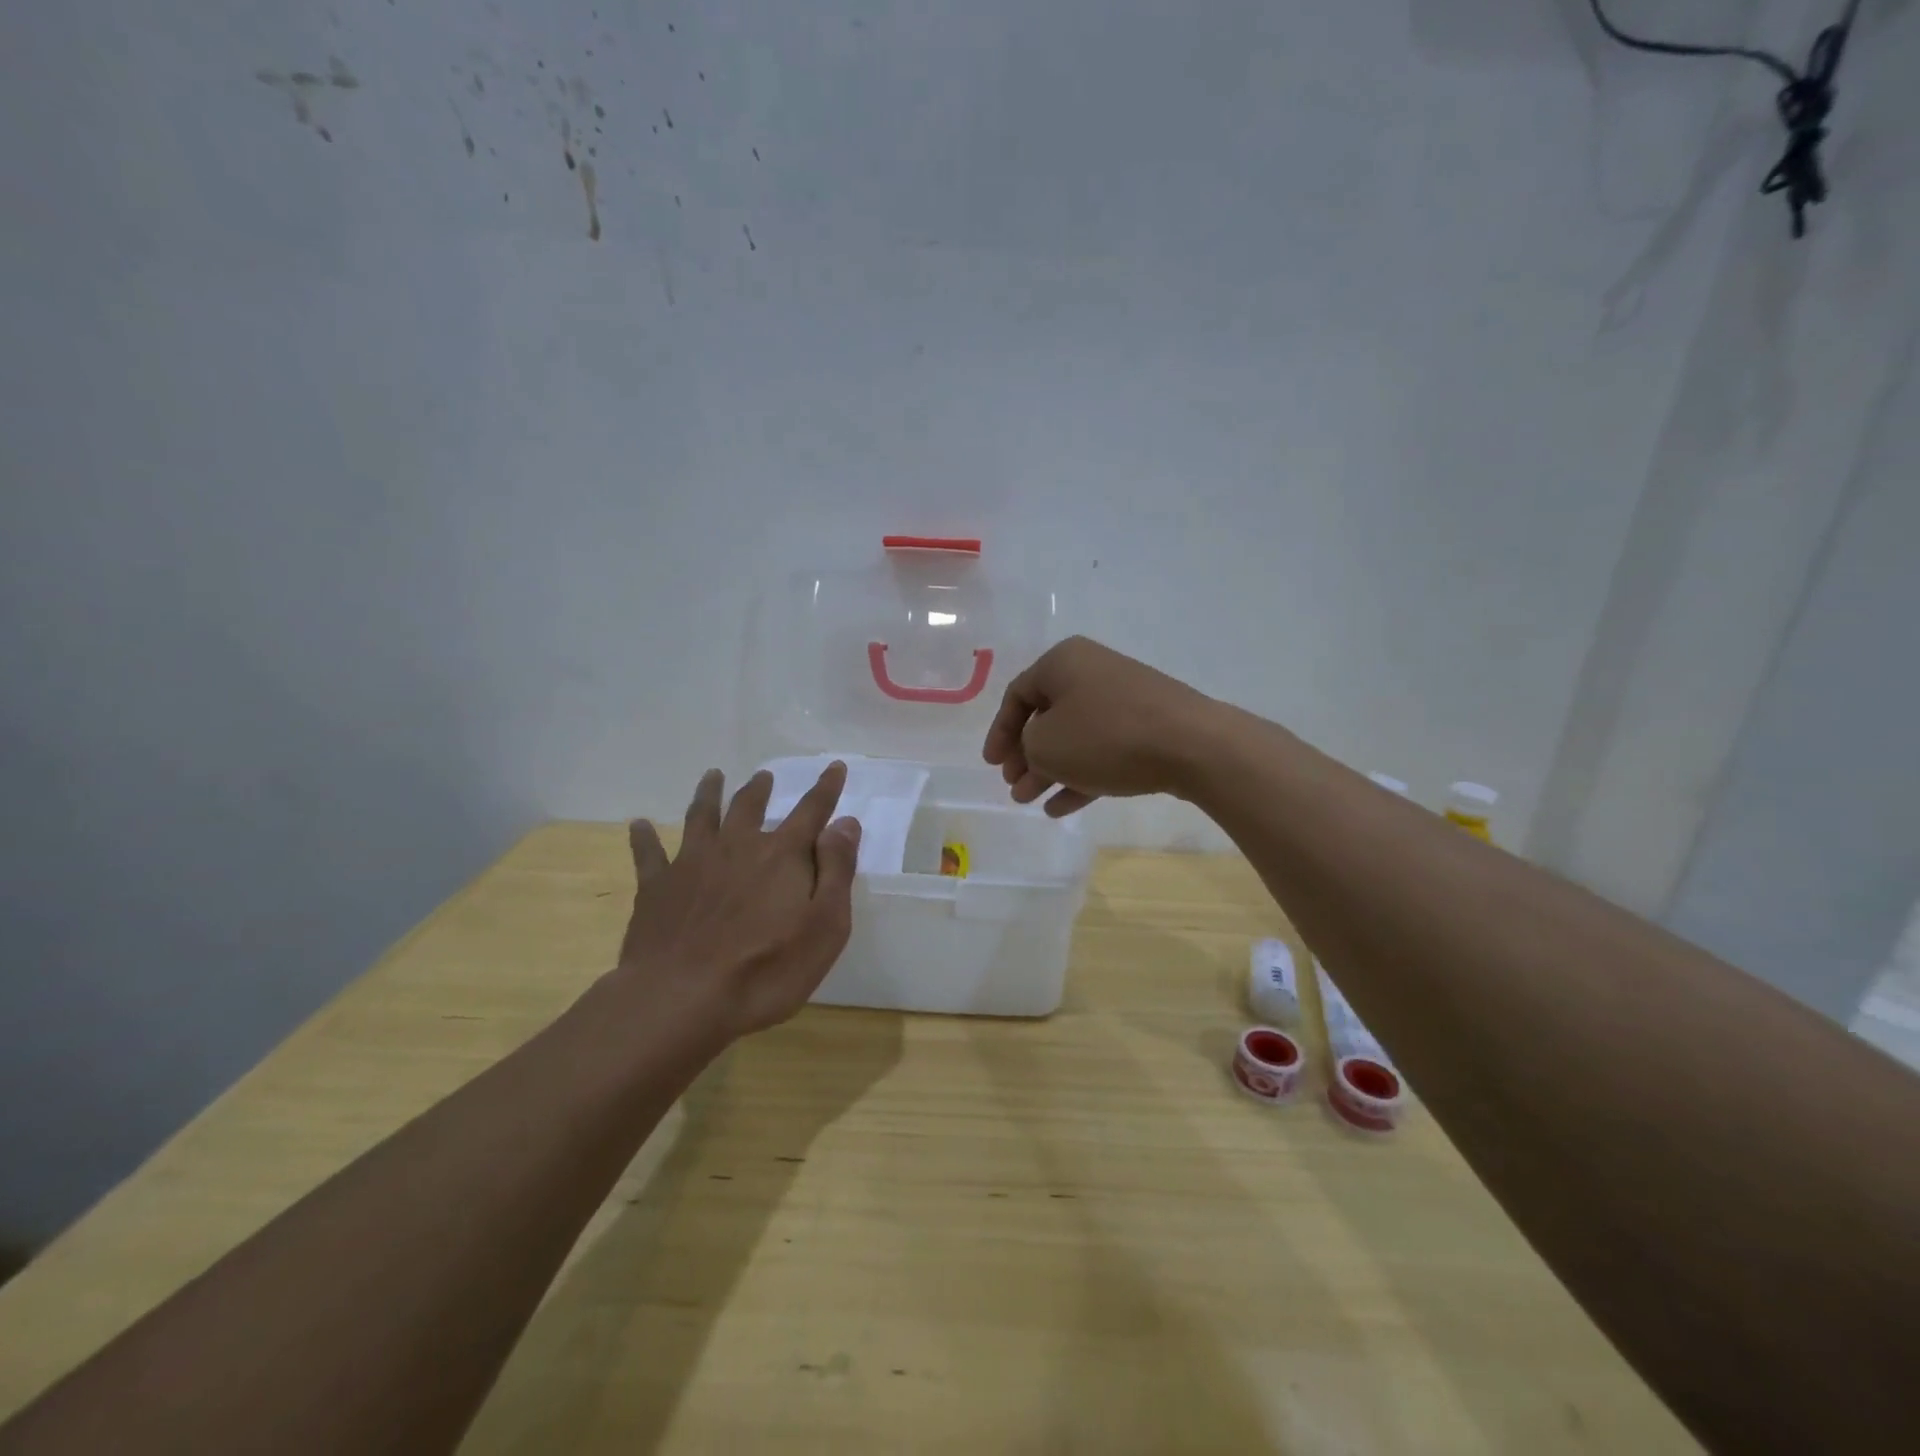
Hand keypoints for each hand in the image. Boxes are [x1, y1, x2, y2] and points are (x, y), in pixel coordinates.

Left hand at [618, 763, 861, 1041]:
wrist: (681, 999)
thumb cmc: (767, 969)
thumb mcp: (825, 926)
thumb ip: (837, 870)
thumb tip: (845, 823)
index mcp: (782, 856)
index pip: (811, 811)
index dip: (826, 788)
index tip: (834, 766)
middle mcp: (737, 847)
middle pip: (750, 807)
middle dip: (760, 789)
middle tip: (764, 776)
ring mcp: (692, 863)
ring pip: (701, 817)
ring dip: (709, 794)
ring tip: (712, 776)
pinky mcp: (656, 888)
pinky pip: (648, 854)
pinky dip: (644, 837)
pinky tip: (639, 824)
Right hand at [982, 636, 1213, 815]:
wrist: (1192, 745)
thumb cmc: (1105, 736)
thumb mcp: (1046, 745)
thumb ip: (1026, 748)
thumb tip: (1038, 751)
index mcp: (1063, 662)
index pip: (1017, 695)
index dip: (999, 732)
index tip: (992, 765)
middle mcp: (1092, 672)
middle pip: (1047, 717)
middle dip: (1026, 756)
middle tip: (1014, 786)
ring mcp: (1123, 700)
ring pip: (1074, 737)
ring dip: (1049, 770)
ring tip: (1030, 802)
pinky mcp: (1147, 727)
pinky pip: (1103, 750)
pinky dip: (1080, 776)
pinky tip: (1062, 808)